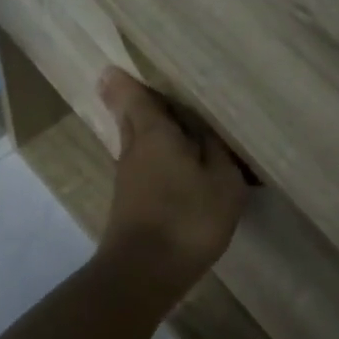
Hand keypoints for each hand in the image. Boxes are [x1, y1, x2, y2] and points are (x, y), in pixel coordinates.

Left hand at [95, 67, 247, 302]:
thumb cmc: (188, 219)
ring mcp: (127, 179)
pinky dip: (155, 158)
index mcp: (155, 135)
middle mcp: (134, 150)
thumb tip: (205, 131)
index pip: (134, 97)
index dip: (126, 81)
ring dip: (150, 132)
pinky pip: (142, 166)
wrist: (144, 272)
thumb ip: (217, 152)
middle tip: (153, 90)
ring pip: (136, 143)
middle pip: (131, 118)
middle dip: (137, 103)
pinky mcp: (129, 203)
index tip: (115, 66)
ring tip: (176, 126)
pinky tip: (175, 167)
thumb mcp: (222, 183)